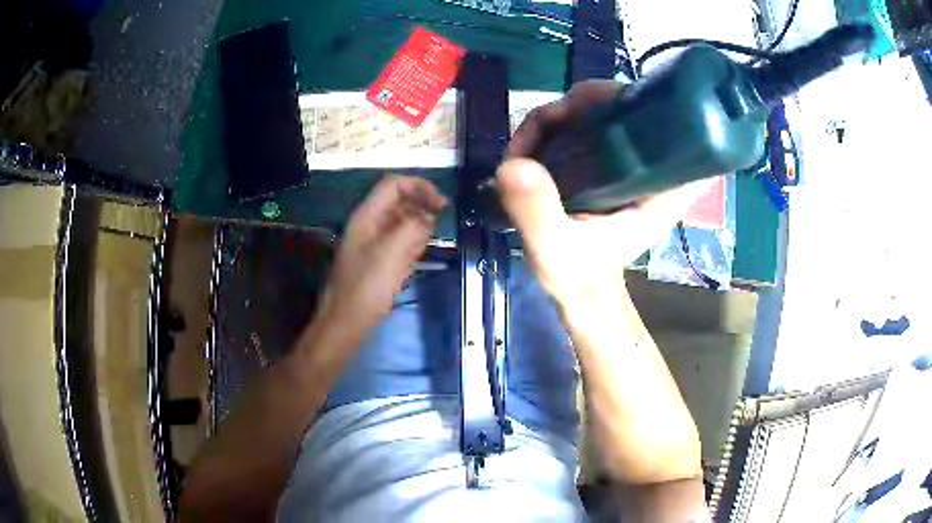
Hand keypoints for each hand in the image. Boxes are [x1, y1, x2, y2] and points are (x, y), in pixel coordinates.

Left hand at [317, 175, 446, 334]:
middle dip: (420, 209)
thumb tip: (428, 216)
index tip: (441, 203)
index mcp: (367, 215)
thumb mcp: (392, 252)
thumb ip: (413, 227)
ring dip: (416, 229)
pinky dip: (410, 246)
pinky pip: (398, 243)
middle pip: (399, 202)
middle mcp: (369, 224)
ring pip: (401, 223)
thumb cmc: (366, 287)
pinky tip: (413, 260)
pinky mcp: (377, 260)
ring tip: (423, 247)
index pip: (394, 185)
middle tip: (438, 225)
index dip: (419, 187)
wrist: (345, 322)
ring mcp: (372, 242)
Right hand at [498, 80, 713, 303]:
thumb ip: (538, 212)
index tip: (580, 110)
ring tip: (524, 148)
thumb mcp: (555, 250)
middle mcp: (654, 164)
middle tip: (533, 136)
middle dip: (576, 106)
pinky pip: (589, 123)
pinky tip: (533, 147)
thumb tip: (511, 164)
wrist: (581, 290)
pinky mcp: (613, 160)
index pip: (670, 120)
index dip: (629, 100)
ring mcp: (633, 158)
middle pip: (626, 104)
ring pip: (602, 109)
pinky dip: (558, 126)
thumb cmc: (579, 275)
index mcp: (662, 185)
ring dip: (559, 116)